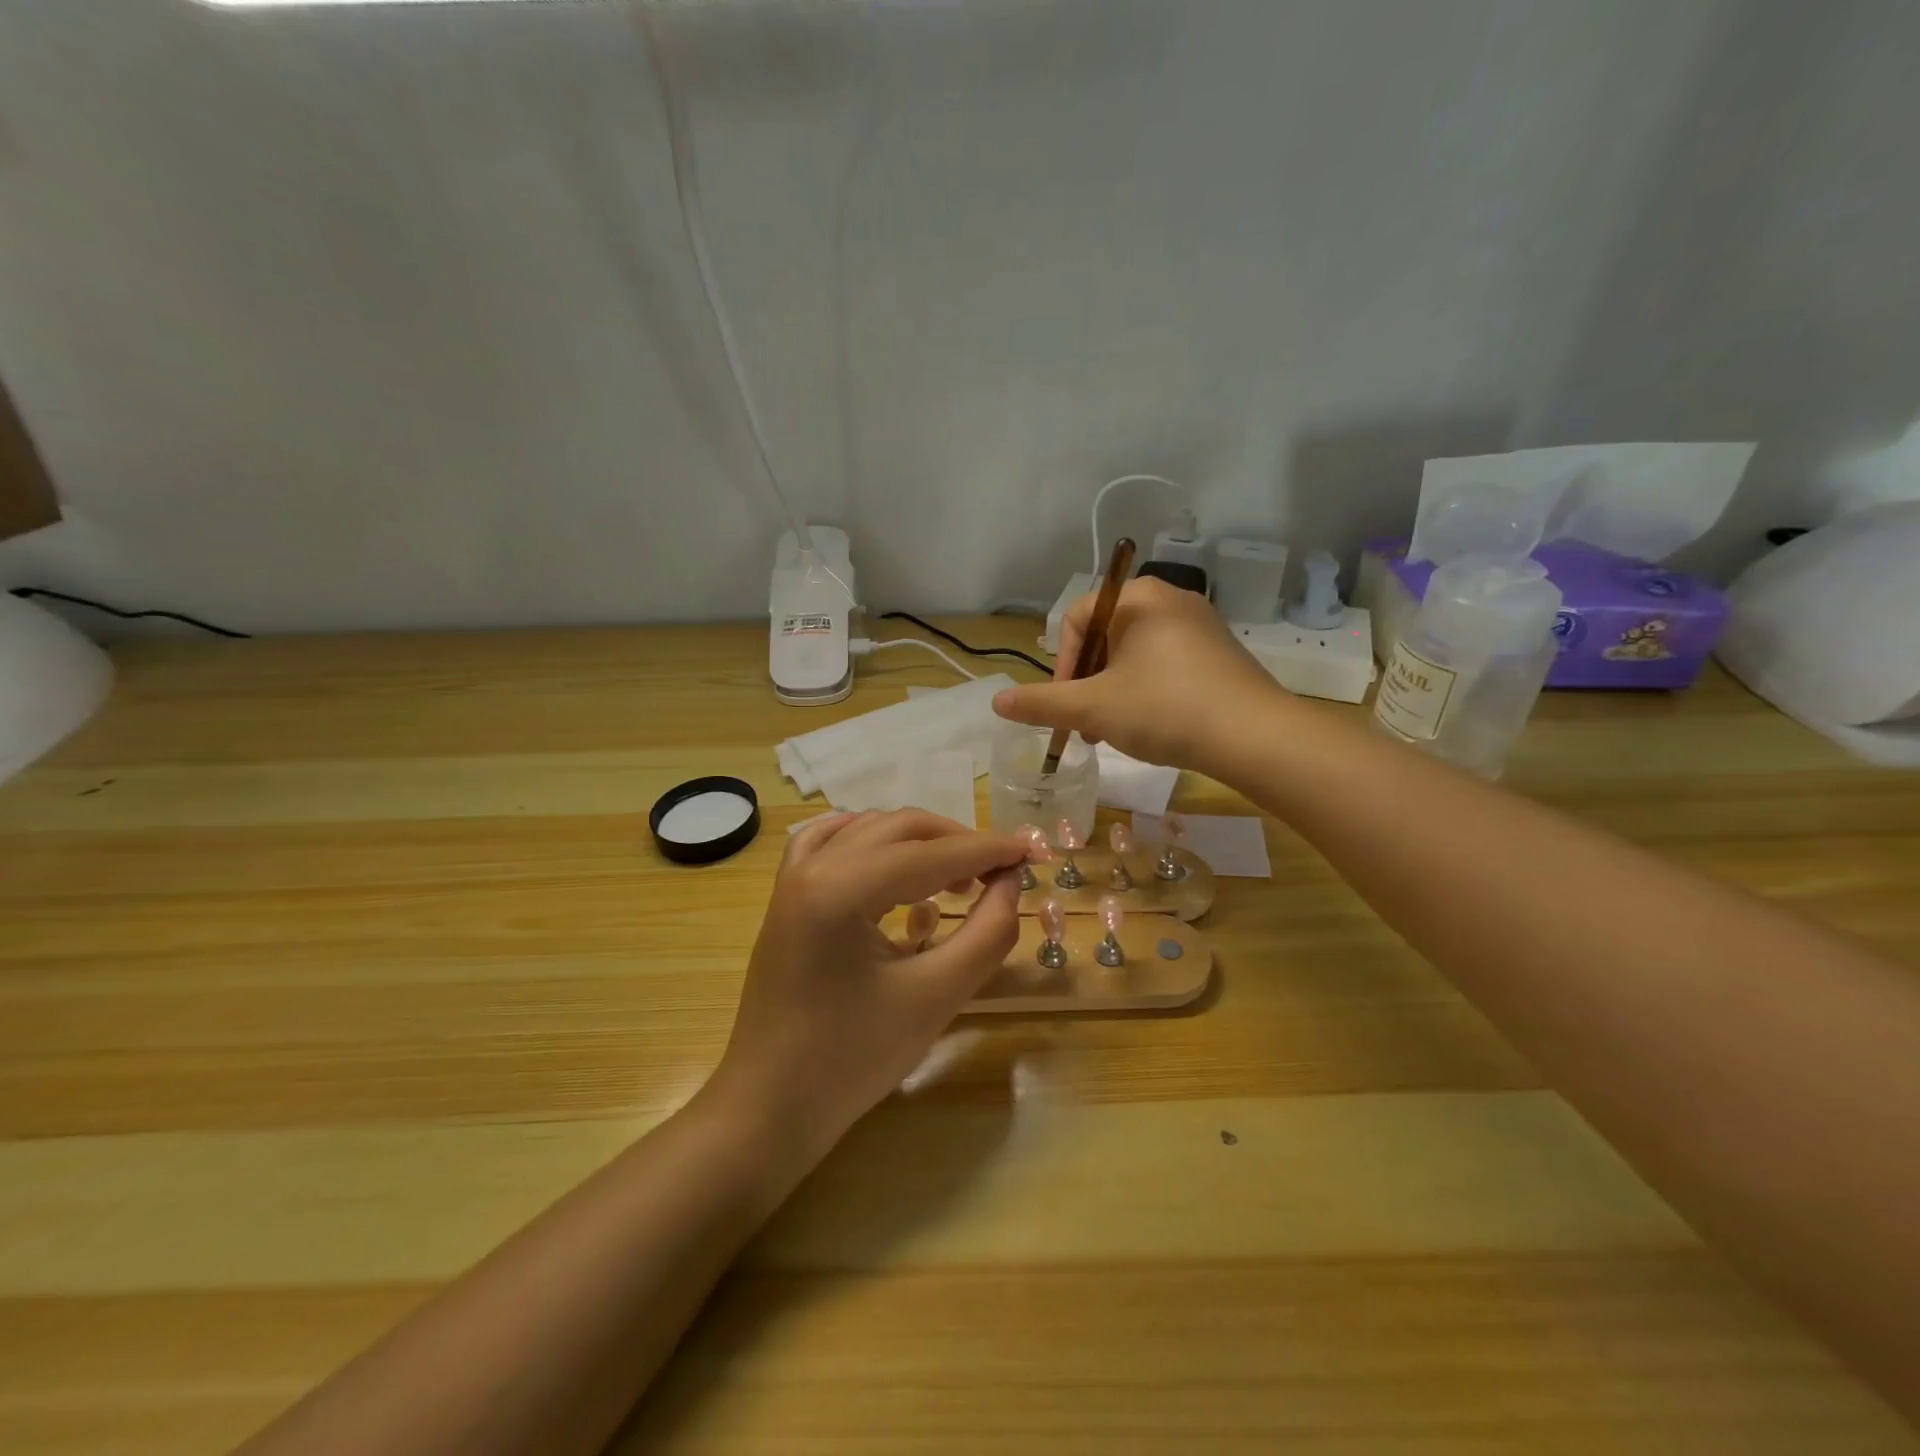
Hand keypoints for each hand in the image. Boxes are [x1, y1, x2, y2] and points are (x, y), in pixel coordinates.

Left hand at [709, 809, 1027, 1158]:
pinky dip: (872, 842)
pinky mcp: (786, 894)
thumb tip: (1011, 882)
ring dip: (919, 842)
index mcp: (841, 888)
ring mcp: (793, 877)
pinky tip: (893, 863)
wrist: (771, 1105)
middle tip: (1001, 873)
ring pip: (870, 829)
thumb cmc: (854, 1058)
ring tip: (957, 879)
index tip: (1033, 850)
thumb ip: (987, 933)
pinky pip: (832, 841)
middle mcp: (813, 866)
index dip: (988, 850)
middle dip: (958, 843)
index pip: (932, 854)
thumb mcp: (936, 997)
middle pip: (901, 829)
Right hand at [993, 577, 1289, 773]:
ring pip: (1134, 654)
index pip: (1076, 618)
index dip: (1060, 664)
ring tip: (1112, 732)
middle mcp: (1171, 599)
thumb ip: (1042, 703)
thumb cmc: (1165, 709)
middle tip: (1086, 724)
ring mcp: (1200, 625)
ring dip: (1112, 691)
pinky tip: (1149, 726)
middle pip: (1105, 636)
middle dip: (1087, 683)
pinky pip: (1165, 664)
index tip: (1065, 704)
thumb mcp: (1094, 708)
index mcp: (1138, 597)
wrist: (1255, 737)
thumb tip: (996, 702)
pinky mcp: (1219, 653)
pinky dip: (1145, 691)